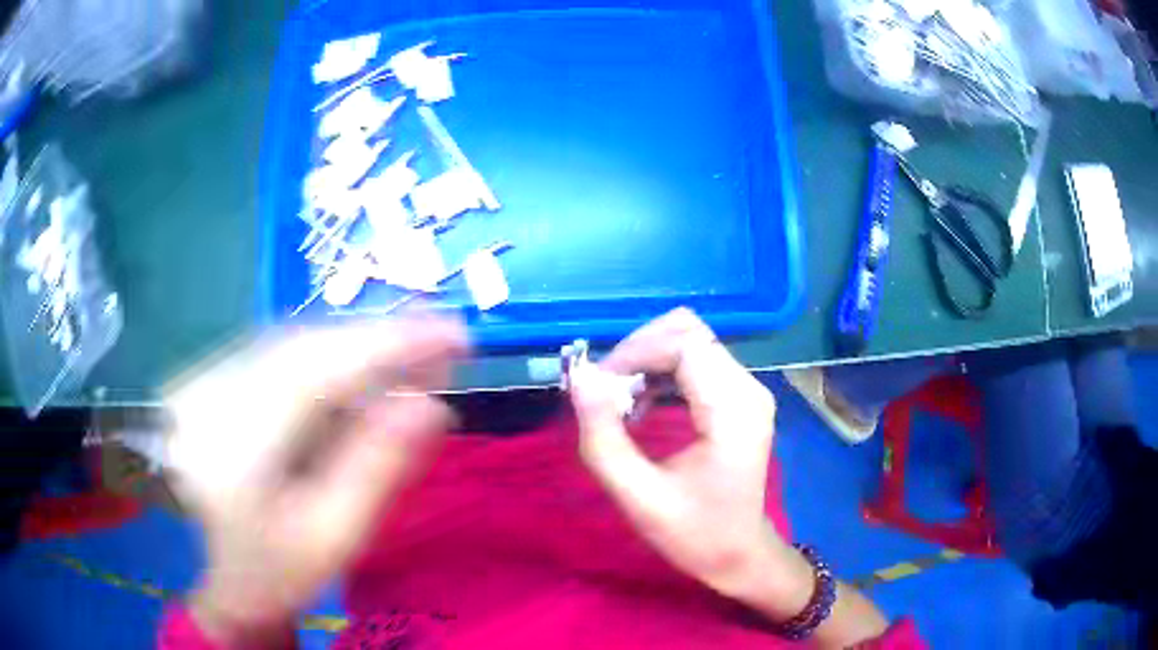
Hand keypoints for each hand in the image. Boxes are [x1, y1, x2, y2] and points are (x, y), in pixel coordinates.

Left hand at [167, 315, 465, 645]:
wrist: (217, 569)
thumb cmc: (277, 567)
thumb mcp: (332, 538)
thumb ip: (376, 470)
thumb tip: (431, 406)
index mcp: (237, 444)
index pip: (318, 371)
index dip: (388, 345)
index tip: (453, 334)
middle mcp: (215, 393)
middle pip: (306, 345)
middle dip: (379, 340)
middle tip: (443, 344)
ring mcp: (208, 379)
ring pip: (294, 343)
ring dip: (356, 346)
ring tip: (411, 357)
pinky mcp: (214, 376)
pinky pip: (280, 352)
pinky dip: (328, 355)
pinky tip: (359, 369)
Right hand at [569, 309, 808, 614]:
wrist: (740, 554)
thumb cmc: (694, 533)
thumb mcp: (639, 497)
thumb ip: (604, 439)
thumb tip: (579, 379)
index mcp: (732, 410)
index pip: (683, 343)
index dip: (634, 353)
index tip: (599, 388)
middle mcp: (747, 388)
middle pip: (688, 332)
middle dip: (638, 352)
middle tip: (607, 394)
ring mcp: (747, 390)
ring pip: (690, 341)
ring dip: (647, 361)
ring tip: (621, 404)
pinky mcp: (739, 397)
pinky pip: (697, 361)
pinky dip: (661, 372)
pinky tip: (642, 406)